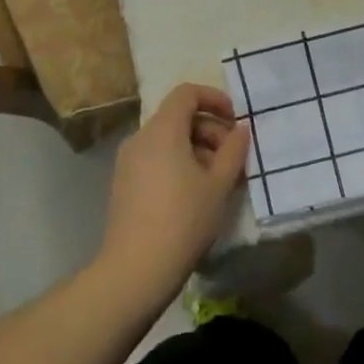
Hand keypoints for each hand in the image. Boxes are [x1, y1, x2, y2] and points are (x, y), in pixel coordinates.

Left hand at [96, 83, 250, 303]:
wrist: (135, 271)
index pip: (186, 93)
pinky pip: (155, 158)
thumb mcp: (218, 185)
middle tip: (232, 157)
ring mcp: (127, 161)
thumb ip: (233, 150)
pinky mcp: (123, 183)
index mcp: (162, 130)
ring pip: (167, 139)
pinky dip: (177, 162)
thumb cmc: (183, 221)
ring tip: (218, 178)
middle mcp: (140, 138)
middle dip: (209, 129)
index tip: (234, 120)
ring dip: (196, 148)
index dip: (214, 98)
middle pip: (178, 116)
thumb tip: (241, 129)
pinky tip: (194, 193)